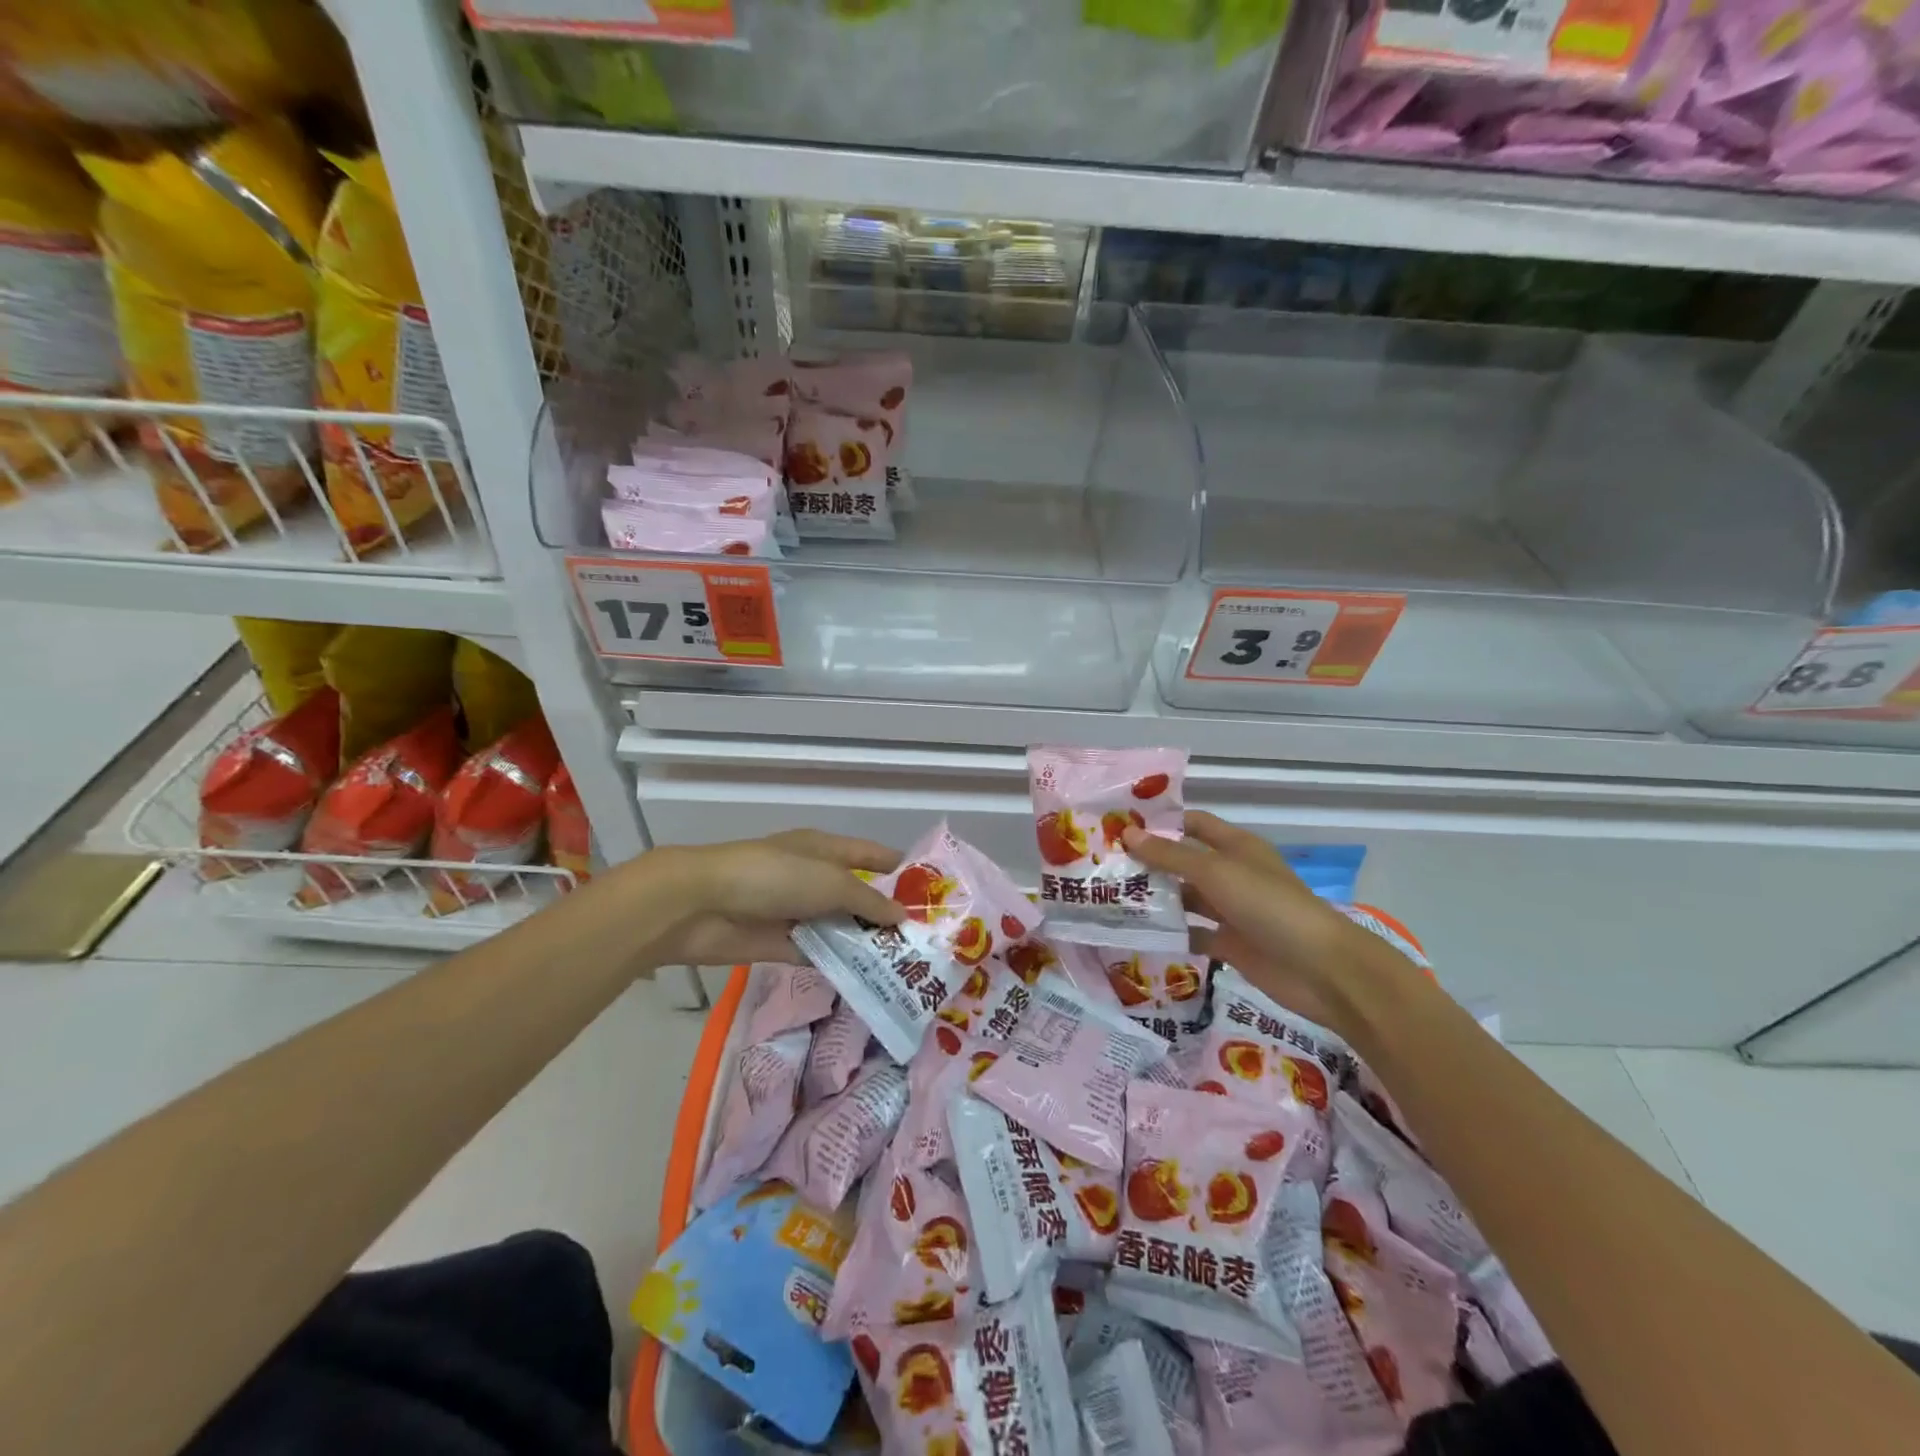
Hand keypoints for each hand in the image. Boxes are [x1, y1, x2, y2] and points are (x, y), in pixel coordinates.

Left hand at [649, 829, 905, 967]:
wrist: (702, 905)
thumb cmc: (773, 877)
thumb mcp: (829, 881)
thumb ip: (867, 900)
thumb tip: (902, 916)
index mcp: (826, 849)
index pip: (872, 855)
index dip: (901, 870)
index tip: (933, 894)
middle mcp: (813, 877)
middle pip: (858, 895)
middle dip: (886, 914)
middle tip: (926, 941)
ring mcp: (796, 911)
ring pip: (839, 927)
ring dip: (864, 943)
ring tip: (904, 966)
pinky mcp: (780, 943)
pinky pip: (817, 953)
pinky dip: (837, 964)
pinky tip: (867, 980)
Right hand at [1122, 811, 1425, 1038]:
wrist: (1321, 970)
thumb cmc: (1268, 906)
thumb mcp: (1215, 872)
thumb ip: (1170, 855)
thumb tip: (1127, 834)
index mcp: (1235, 846)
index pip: (1192, 824)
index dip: (1160, 822)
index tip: (1118, 826)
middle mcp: (1231, 873)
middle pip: (1183, 861)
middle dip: (1148, 862)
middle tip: (1102, 865)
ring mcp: (1231, 910)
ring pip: (1185, 897)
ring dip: (1155, 898)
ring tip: (1109, 897)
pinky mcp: (1230, 944)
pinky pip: (1192, 932)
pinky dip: (1170, 932)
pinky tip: (1137, 933)